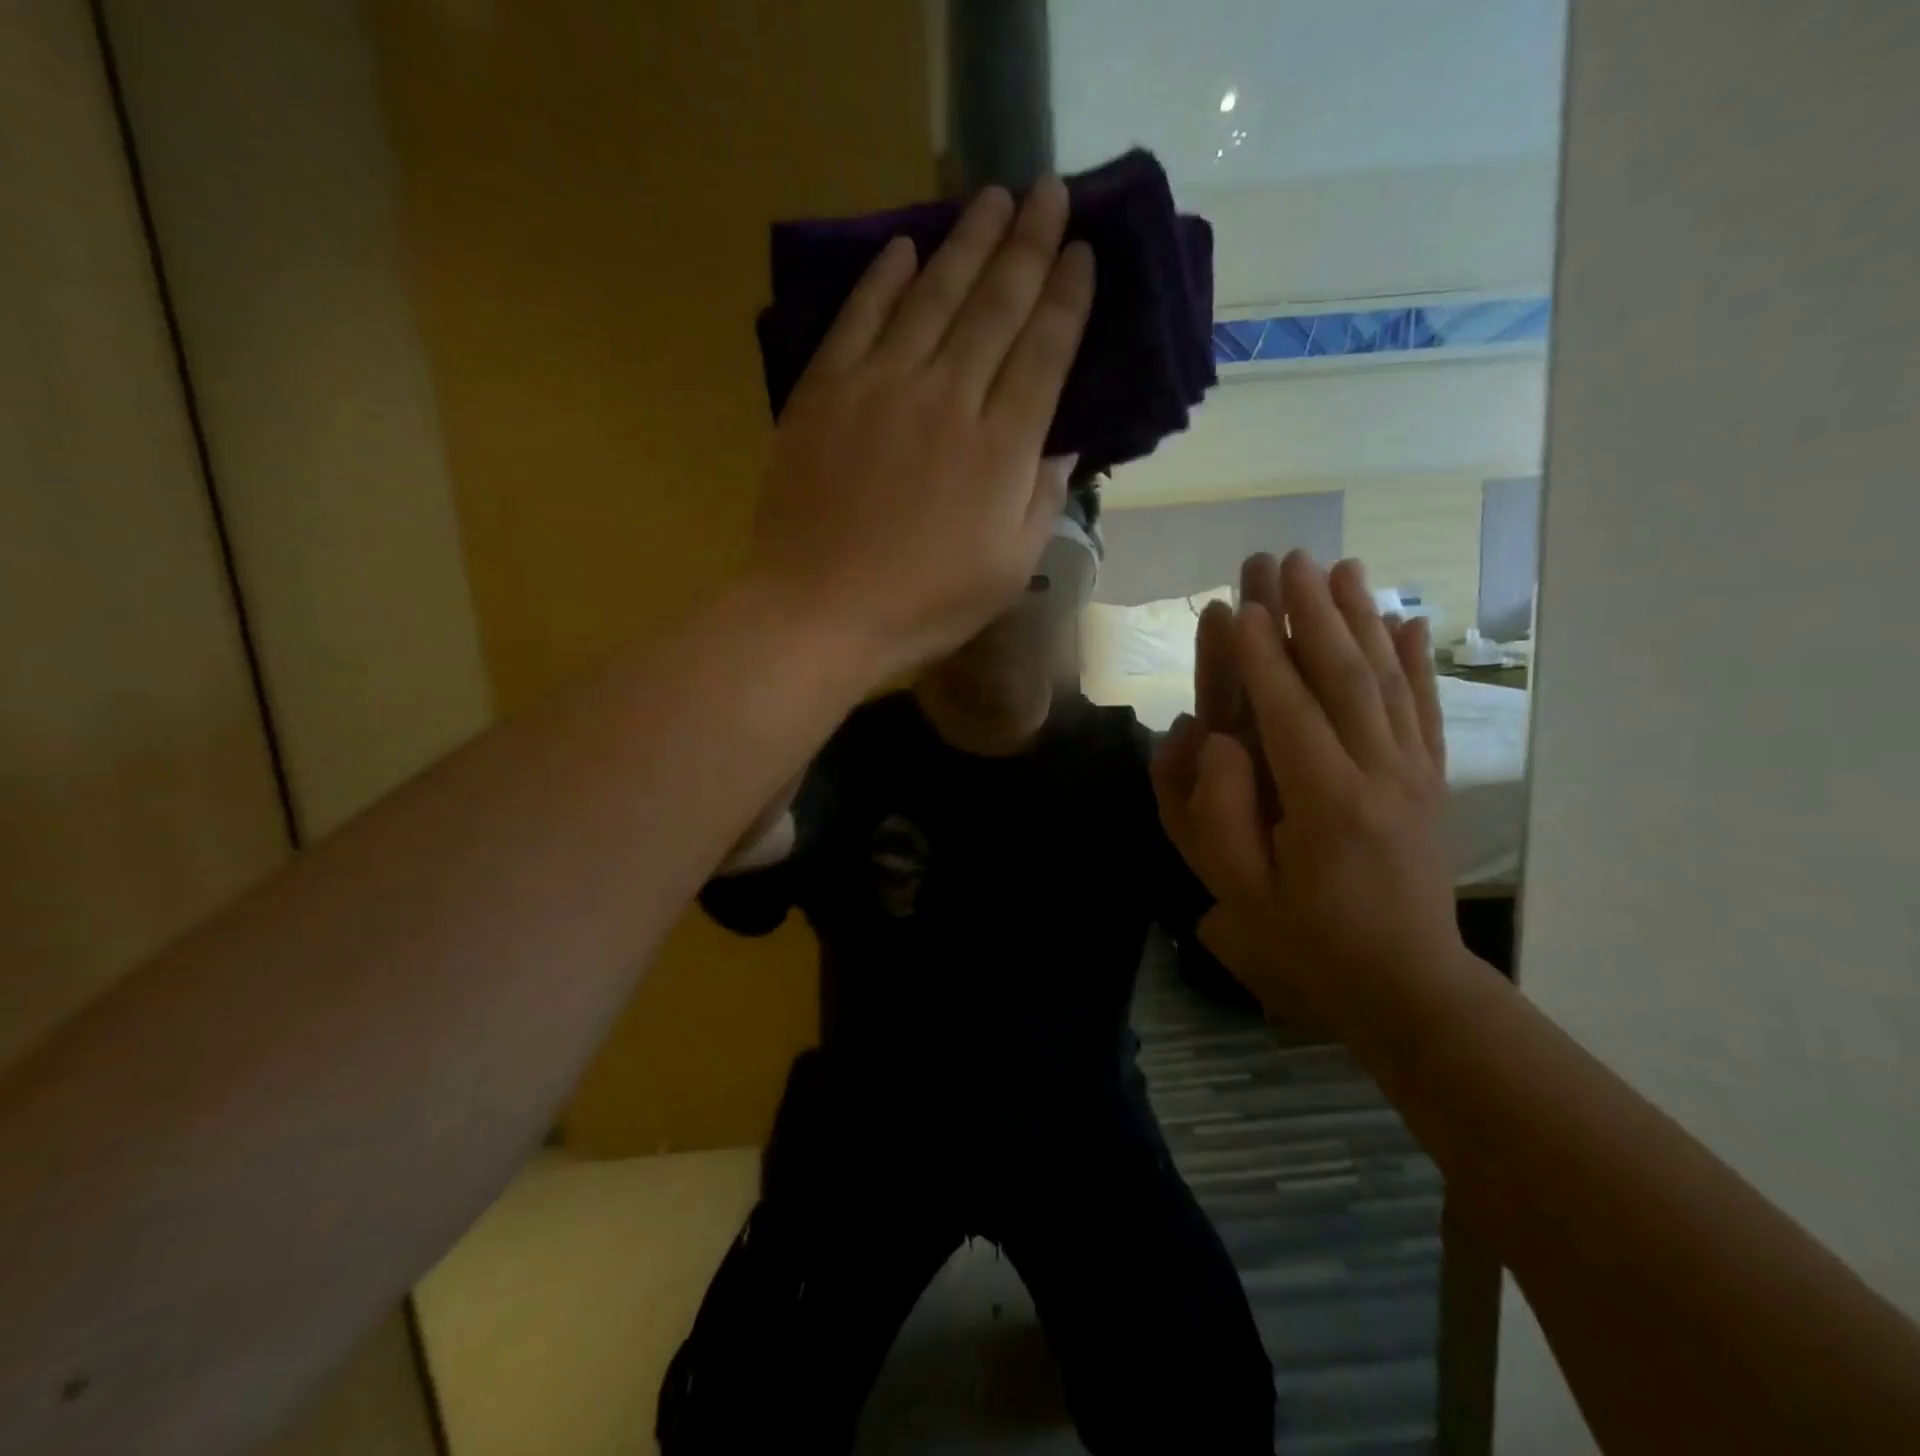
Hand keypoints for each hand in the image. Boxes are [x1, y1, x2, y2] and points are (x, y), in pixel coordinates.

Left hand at [749, 180, 1094, 680]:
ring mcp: (882, 388)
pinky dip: (884, 279)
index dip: (1067, 298)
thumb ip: (1042, 501)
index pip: (1045, 352)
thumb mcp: (1007, 570)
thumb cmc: (923, 604)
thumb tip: (1064, 445)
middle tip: (1049, 191)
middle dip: (1028, 244)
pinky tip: (905, 248)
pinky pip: (860, 318)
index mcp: (1000, 448)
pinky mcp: (826, 392)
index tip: (1082, 251)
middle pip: (996, 306)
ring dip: (966, 242)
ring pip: (933, 296)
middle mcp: (949, 398)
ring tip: (992, 197)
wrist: (819, 611)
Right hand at [1153, 552, 1464, 1032]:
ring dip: (1362, 619)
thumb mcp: (1242, 893)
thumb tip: (1211, 739)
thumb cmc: (1308, 938)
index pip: (1289, 712)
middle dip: (1312, 614)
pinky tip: (1406, 622)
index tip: (1240, 604)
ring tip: (1343, 568)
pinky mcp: (1430, 780)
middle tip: (1289, 560)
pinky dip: (1414, 661)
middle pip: (1343, 678)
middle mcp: (1378, 774)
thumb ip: (1217, 814)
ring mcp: (1413, 773)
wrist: (1406, 982)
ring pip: (1386, 680)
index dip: (1262, 656)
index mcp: (1325, 804)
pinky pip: (1422, 708)